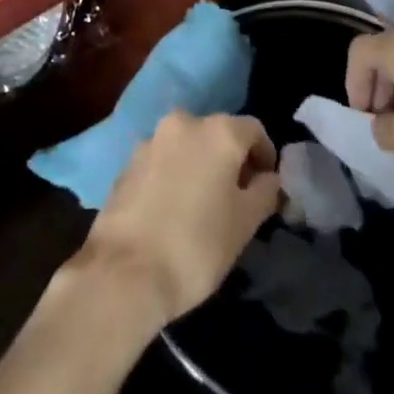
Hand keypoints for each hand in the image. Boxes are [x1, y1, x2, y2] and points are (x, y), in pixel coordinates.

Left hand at [74, 112, 281, 328]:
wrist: (124, 271)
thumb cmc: (196, 245)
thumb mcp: (245, 223)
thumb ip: (265, 191)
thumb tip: (269, 178)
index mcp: (218, 131)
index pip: (254, 130)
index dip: (265, 156)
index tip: (267, 187)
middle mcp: (184, 122)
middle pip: (218, 133)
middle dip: (231, 159)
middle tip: (238, 197)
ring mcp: (151, 140)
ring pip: (188, 145)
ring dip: (201, 165)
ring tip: (204, 204)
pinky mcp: (128, 162)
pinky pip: (163, 160)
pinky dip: (175, 174)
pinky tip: (174, 209)